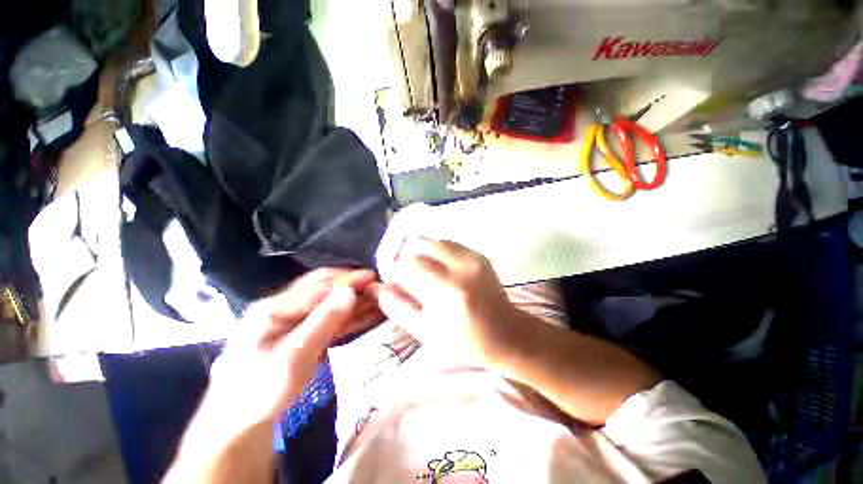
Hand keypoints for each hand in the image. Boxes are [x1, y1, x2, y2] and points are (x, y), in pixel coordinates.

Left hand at [207, 268, 379, 431]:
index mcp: (275, 307)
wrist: (240, 423)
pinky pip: (328, 318)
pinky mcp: (301, 332)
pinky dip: (348, 314)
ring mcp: (292, 320)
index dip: (348, 279)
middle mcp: (284, 307)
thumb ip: (323, 322)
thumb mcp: (293, 357)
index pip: (319, 285)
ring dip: (353, 300)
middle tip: (377, 287)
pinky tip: (364, 314)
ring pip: (329, 302)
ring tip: (377, 299)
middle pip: (324, 287)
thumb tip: (350, 292)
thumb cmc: (261, 391)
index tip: (373, 277)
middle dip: (352, 285)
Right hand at [373, 239, 520, 366]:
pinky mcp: (479, 254)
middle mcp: (462, 267)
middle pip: (419, 245)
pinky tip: (440, 270)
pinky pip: (447, 243)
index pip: (408, 265)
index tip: (395, 282)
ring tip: (424, 273)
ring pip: (433, 241)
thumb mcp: (426, 332)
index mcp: (449, 291)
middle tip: (408, 278)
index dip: (396, 271)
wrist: (507, 334)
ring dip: (421, 254)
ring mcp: (473, 257)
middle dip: (407, 260)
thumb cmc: (465, 341)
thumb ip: (399, 308)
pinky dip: (436, 253)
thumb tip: (379, 287)